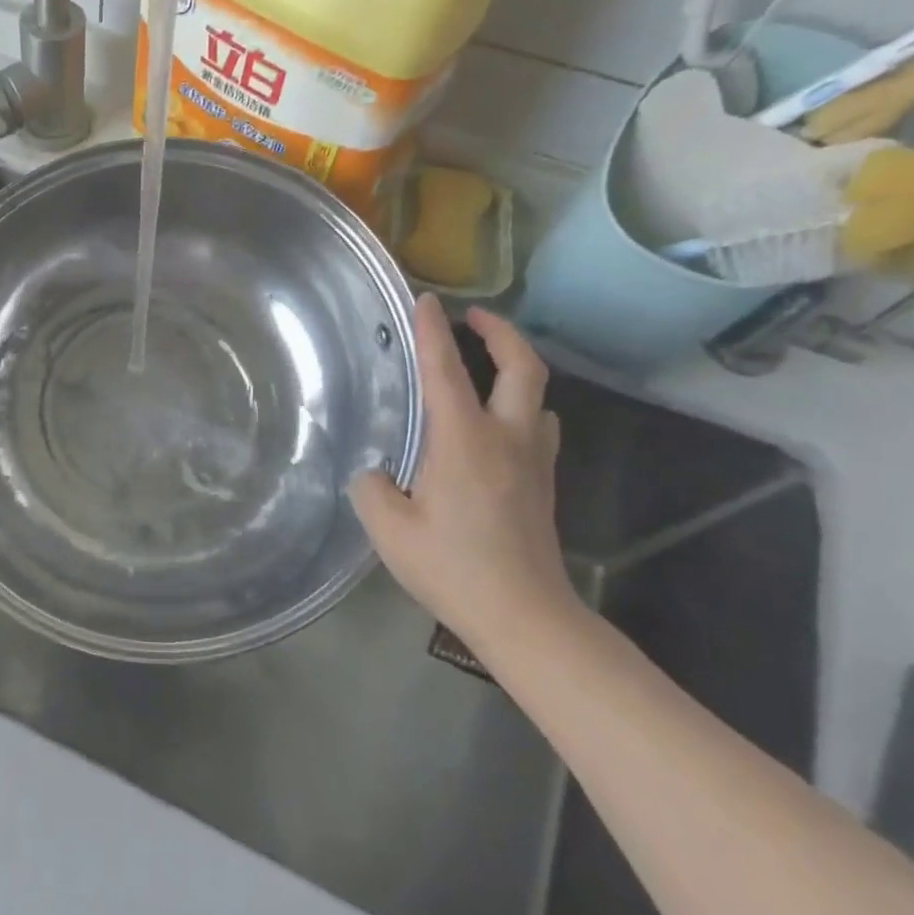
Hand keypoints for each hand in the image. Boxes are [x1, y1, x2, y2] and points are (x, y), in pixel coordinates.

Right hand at [350, 293, 572, 645]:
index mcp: (463, 441)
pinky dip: (521, 406)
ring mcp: (533, 461)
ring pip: (537, 395)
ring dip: (515, 369)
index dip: (432, 331)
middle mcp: (506, 438)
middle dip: (500, 332)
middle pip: (522, 366)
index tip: (424, 300)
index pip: (446, 370)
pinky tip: (496, 426)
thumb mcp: (388, 528)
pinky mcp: (542, 483)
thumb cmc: (452, 567)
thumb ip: (371, 487)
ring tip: (485, 369)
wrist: (524, 615)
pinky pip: (537, 426)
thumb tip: (378, 473)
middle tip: (474, 316)